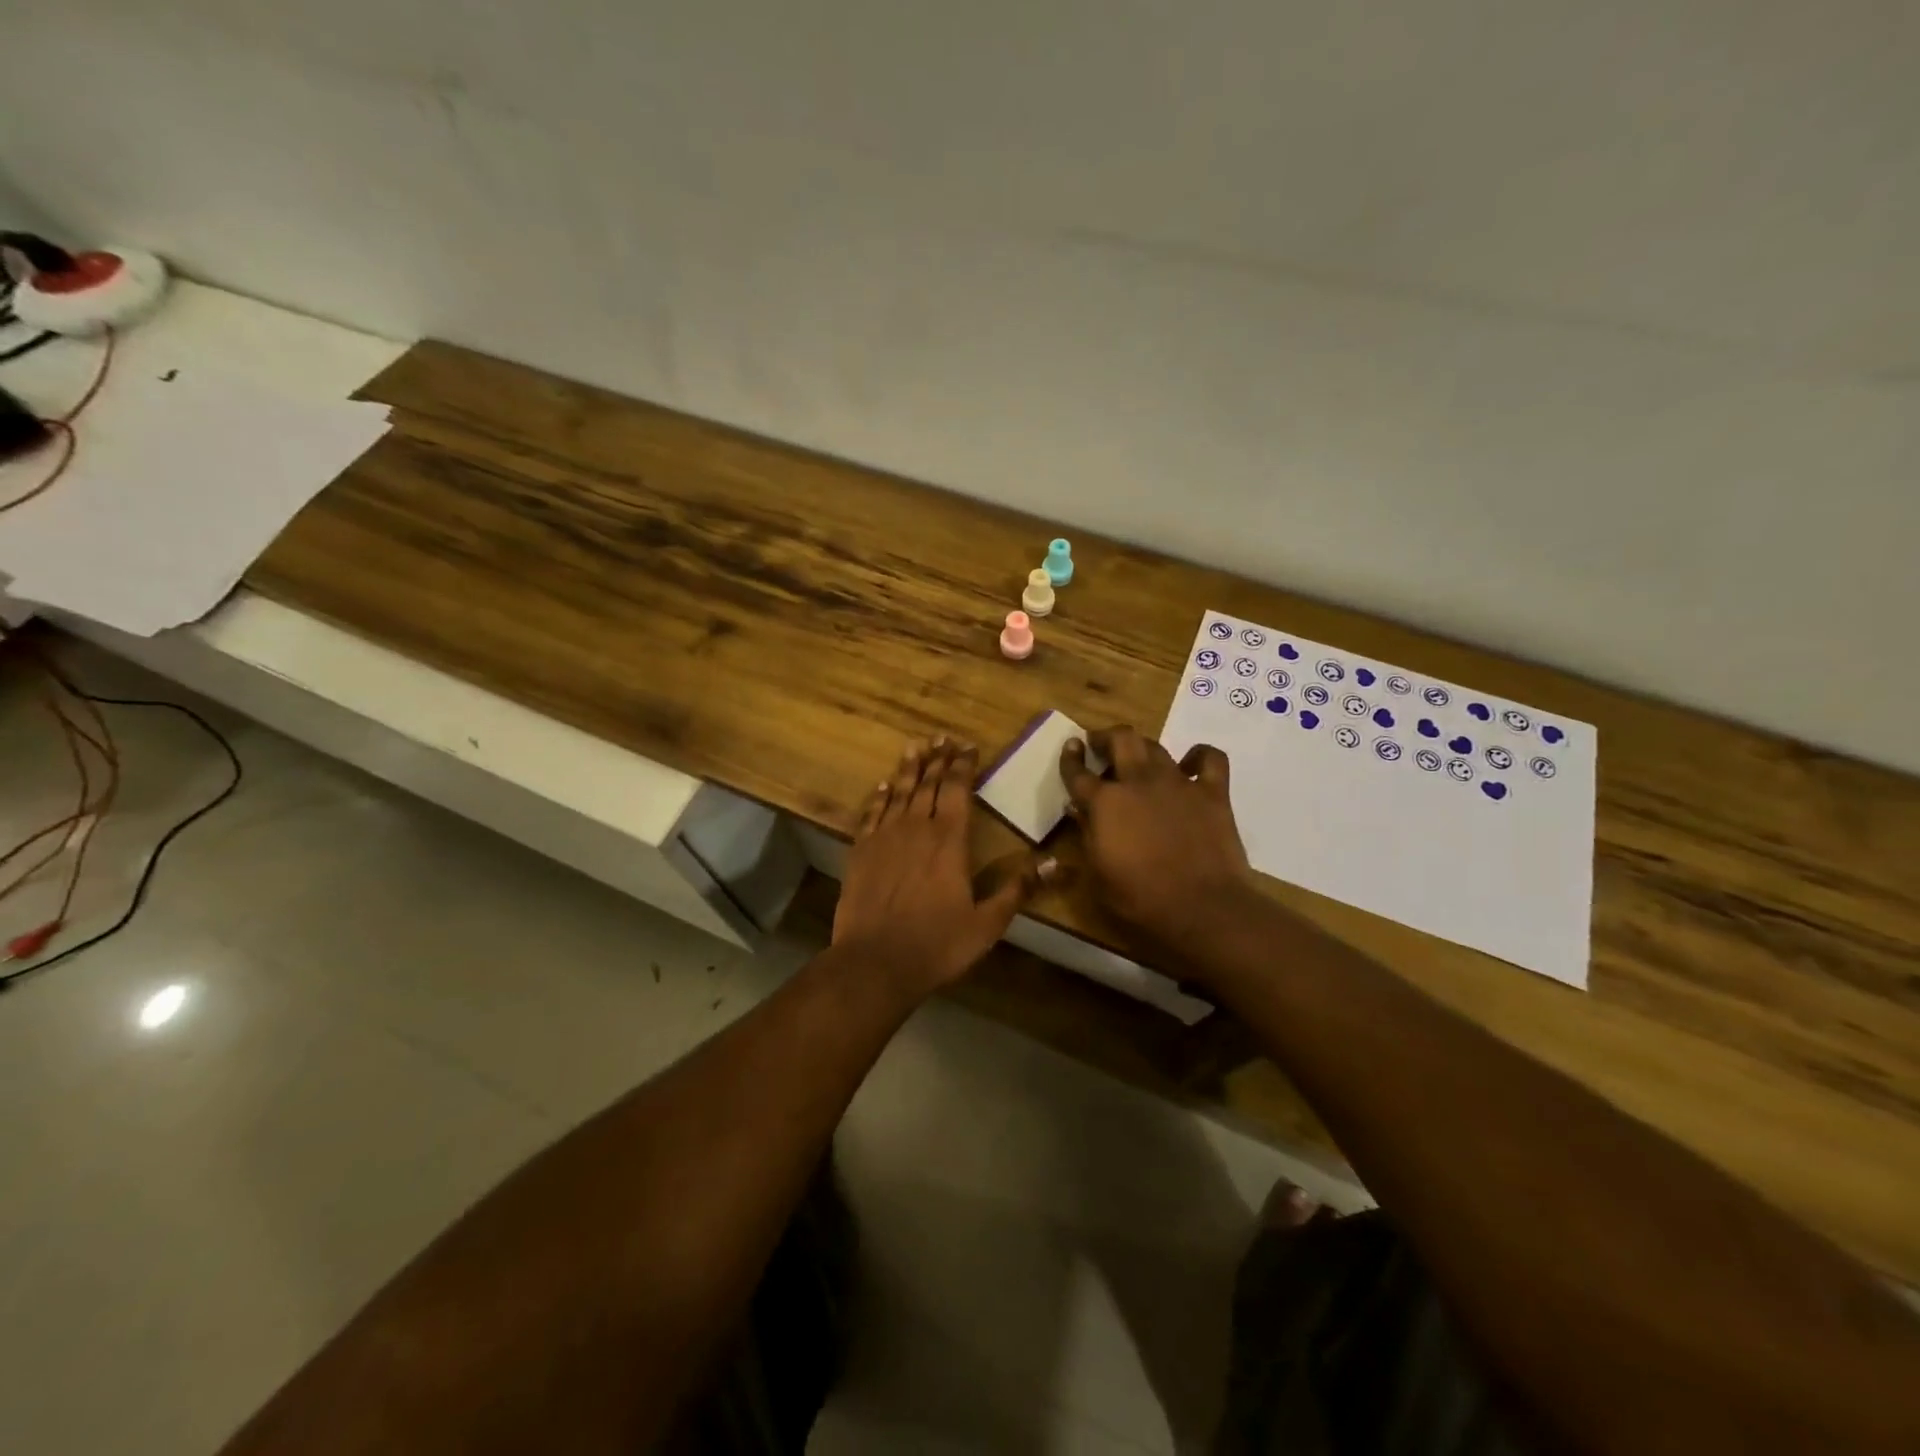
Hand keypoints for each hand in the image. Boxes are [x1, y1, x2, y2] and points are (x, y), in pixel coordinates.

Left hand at [834, 738, 1050, 999]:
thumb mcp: (987, 923)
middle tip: (943, 738)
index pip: (958, 791)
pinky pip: (871, 814)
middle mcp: (916, 829)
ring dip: (908, 768)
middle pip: (928, 784)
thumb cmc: (937, 944)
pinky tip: (883, 786)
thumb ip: (1017, 889)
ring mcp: (884, 838)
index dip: (963, 766)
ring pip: (899, 792)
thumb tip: (1056, 864)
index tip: (968, 747)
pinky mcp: (860, 852)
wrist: (875, 962)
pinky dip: (879, 797)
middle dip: (937, 759)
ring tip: (915, 747)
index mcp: (949, 841)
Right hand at [1060, 726, 1257, 945]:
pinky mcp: (1212, 792)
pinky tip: (1190, 766)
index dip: (1070, 758)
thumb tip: (1080, 811)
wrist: (1201, 907)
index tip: (1071, 747)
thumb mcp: (1097, 875)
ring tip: (1138, 758)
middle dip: (1106, 737)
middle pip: (1120, 739)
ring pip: (1156, 746)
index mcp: (1104, 802)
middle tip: (1101, 745)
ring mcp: (1177, 783)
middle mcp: (1138, 781)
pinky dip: (1199, 756)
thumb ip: (1087, 836)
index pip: (1078, 772)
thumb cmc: (1140, 898)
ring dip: (1142, 747)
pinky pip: (1209, 758)